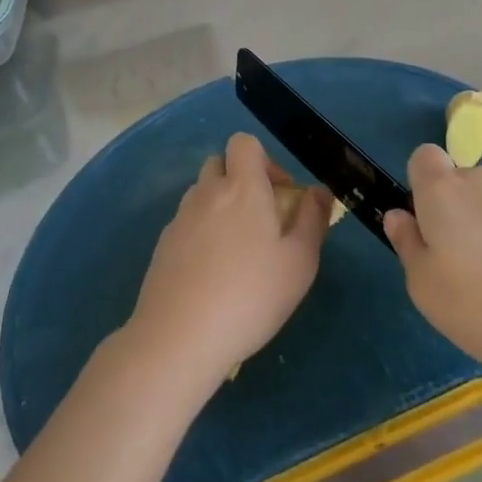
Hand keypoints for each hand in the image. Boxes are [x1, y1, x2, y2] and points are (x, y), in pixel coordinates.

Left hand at [124, 133, 332, 392]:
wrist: (178, 338)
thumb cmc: (250, 297)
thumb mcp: (300, 263)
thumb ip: (313, 220)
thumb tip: (319, 191)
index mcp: (242, 188)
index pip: (243, 143)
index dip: (264, 159)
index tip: (280, 194)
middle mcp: (207, 193)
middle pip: (220, 164)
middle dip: (241, 181)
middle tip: (262, 220)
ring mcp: (180, 219)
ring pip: (202, 194)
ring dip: (221, 207)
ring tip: (238, 251)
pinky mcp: (162, 246)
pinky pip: (187, 223)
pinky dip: (202, 234)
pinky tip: (213, 275)